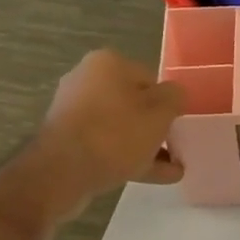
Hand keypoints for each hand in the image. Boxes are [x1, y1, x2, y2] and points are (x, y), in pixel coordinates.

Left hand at [30, 50, 184, 217]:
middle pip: (134, 103)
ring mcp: (73, 112)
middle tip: (175, 146)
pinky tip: (152, 176)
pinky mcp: (66, 140)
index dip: (168, 103)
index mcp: (108, 63)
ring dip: (146, 146)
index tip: (178, 124)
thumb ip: (175, 97)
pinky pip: (105, 145)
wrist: (61, 172)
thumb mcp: (160, 112)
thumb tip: (174, 95)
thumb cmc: (116, 134)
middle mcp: (86, 80)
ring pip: (121, 127)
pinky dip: (127, 157)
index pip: (150, 78)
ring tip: (172, 169)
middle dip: (156, 127)